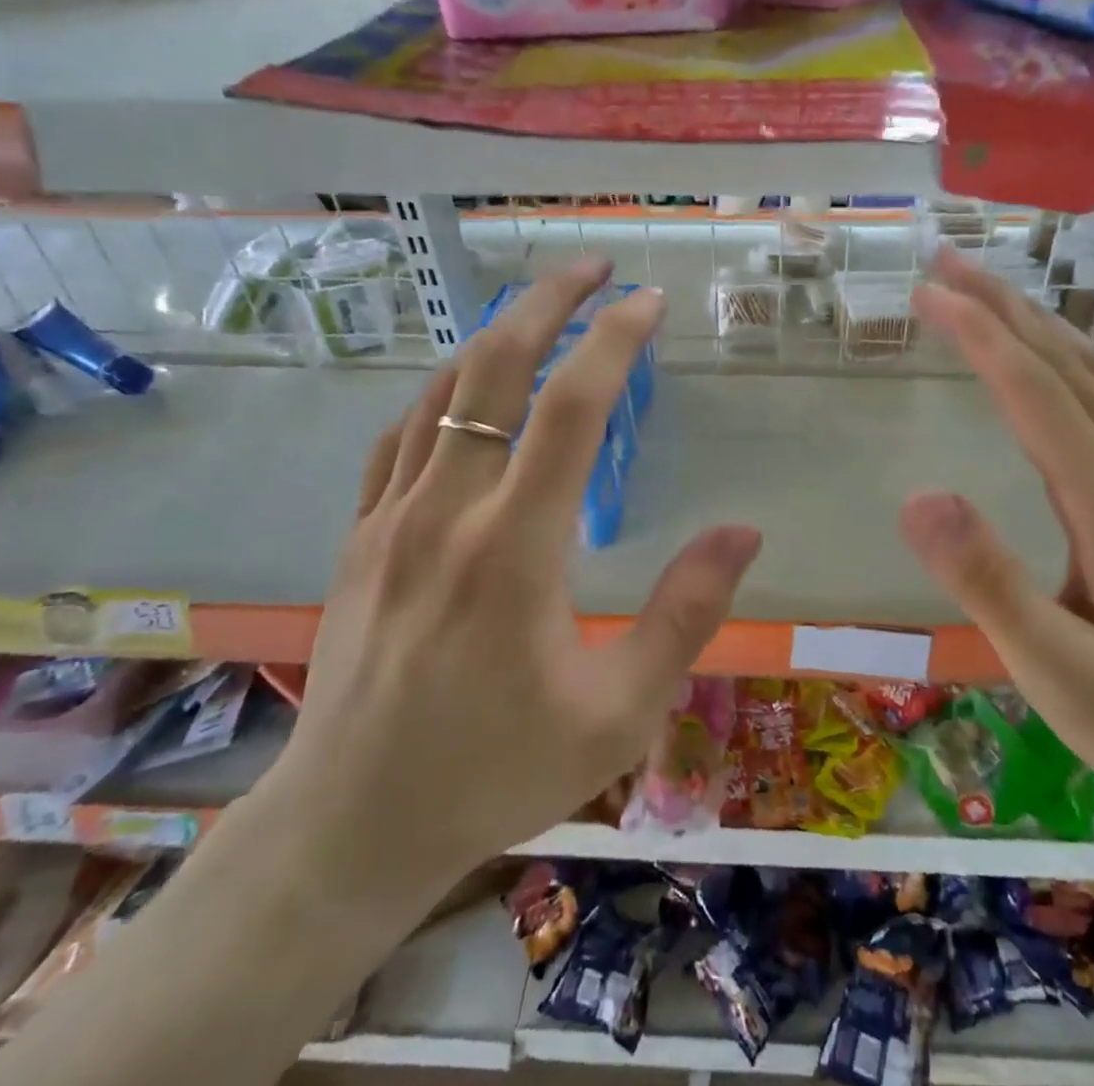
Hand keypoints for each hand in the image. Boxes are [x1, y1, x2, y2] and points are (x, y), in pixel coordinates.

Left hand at [257, 259, 761, 929]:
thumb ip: (687, 616)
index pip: (572, 409)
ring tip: (541, 308)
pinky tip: (468, 387)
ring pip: (440, 390)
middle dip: (547, 302)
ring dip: (495, 335)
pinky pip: (401, 434)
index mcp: (515, 549)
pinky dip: (442, 390)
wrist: (351, 825)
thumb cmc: (494, 773)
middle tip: (593, 267)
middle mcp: (447, 512)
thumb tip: (743, 532)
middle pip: (493, 368)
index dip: (615, 341)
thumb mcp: (618, 714)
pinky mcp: (361, 537)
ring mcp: (391, 518)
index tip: (650, 302)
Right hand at [899, 247, 1093, 827]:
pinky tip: (1043, 357)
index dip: (978, 335)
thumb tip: (918, 497)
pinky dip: (1060, 356)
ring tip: (981, 291)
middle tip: (943, 262)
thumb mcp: (1062, 675)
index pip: (1036, 394)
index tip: (926, 293)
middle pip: (1067, 365)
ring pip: (1093, 374)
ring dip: (1032, 323)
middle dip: (1002, 306)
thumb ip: (990, 584)